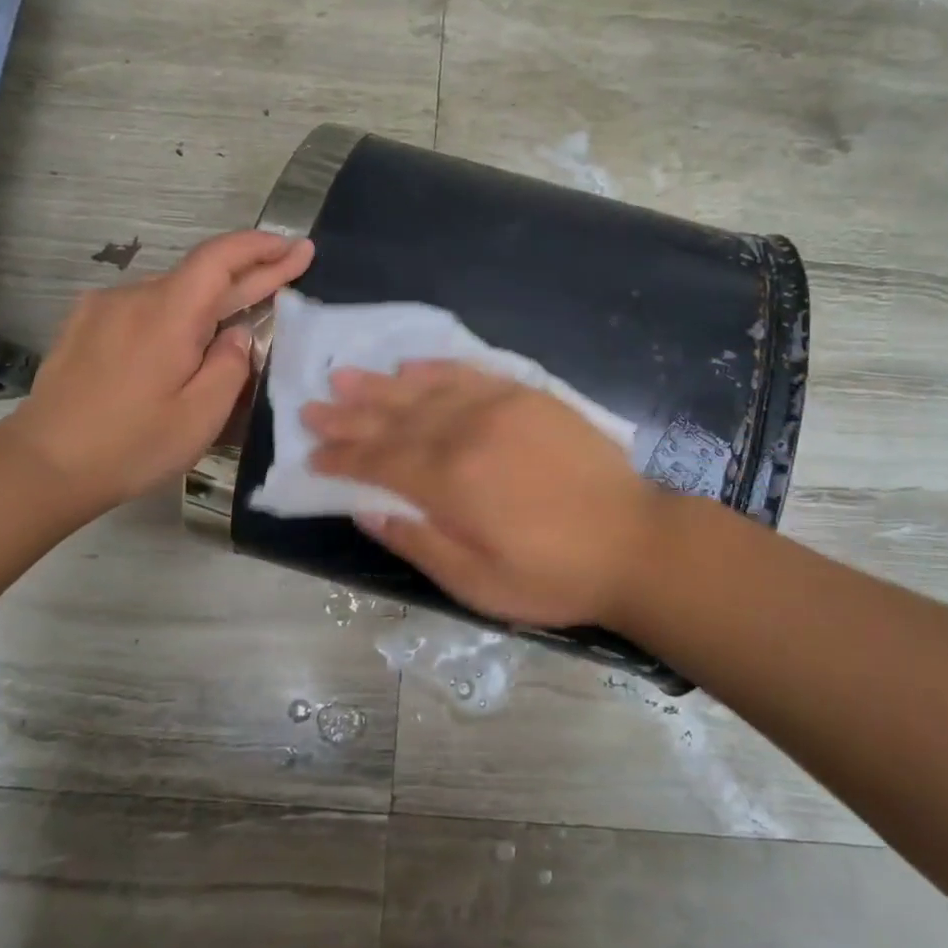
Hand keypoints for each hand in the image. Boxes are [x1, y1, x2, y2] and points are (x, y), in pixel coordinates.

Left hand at [6, 230, 313, 510]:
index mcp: (168, 314)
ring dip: (209, 301)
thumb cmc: (130, 446)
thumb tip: (236, 333)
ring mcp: (104, 307)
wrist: (42, 465)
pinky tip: (181, 342)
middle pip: (200, 274)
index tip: (296, 246)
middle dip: (250, 273)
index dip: (262, 247)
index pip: (220, 258)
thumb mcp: (200, 417)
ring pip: (171, 294)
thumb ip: (230, 366)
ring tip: (237, 322)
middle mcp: (134, 296)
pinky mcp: (84, 324)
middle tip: (291, 267)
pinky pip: (143, 308)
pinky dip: (174, 316)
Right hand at [302, 361, 664, 628]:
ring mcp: (500, 407)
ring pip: (426, 390)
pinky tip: (412, 364)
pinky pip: (472, 373)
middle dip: (349, 415)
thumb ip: (417, 541)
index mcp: (451, 482)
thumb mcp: (477, 583)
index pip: (380, 461)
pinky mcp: (529, 396)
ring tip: (345, 376)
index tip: (311, 454)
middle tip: (311, 406)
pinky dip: (437, 368)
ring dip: (382, 384)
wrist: (636, 541)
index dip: (342, 457)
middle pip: (395, 420)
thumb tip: (365, 507)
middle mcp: (467, 433)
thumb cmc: (554, 575)